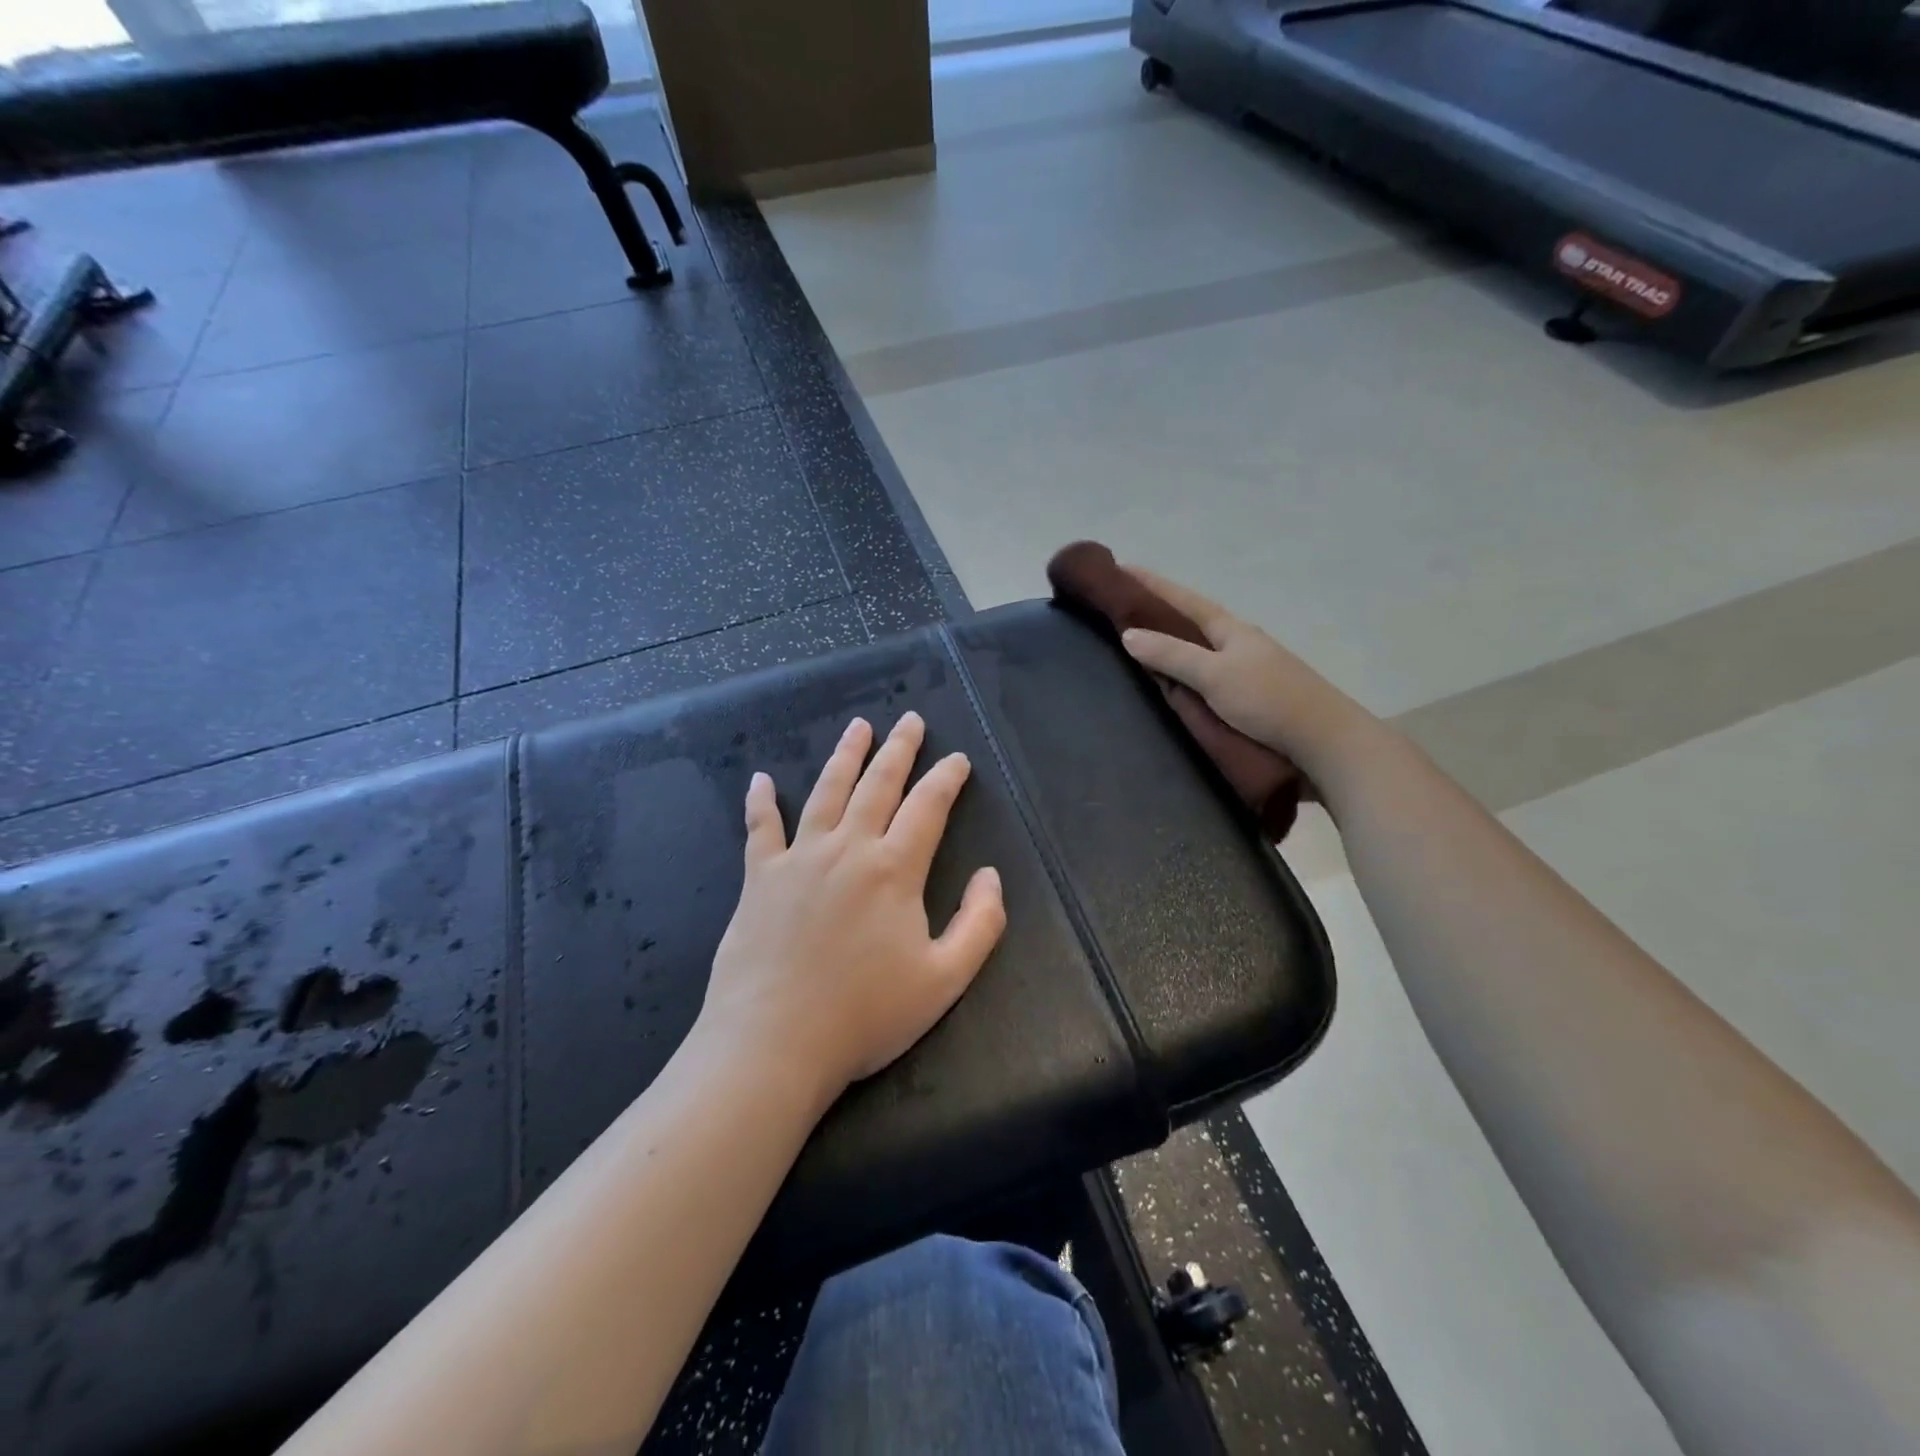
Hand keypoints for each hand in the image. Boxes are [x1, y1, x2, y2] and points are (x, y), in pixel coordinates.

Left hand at [701, 713, 1007, 1101]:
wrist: (774, 1043)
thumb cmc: (865, 1015)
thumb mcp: (944, 979)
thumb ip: (980, 924)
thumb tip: (989, 875)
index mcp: (894, 870)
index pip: (928, 807)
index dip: (947, 779)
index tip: (959, 759)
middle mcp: (848, 849)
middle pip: (878, 785)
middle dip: (900, 749)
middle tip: (910, 719)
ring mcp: (799, 859)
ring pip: (827, 791)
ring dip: (846, 755)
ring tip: (859, 726)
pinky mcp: (759, 878)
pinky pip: (761, 828)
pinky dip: (762, 801)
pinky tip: (761, 778)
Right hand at [1118, 566, 1370, 773]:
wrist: (1325, 742)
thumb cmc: (1269, 700)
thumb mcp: (1215, 675)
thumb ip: (1172, 655)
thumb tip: (1128, 634)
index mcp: (1232, 630)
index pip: (1184, 600)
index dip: (1153, 585)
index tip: (1122, 568)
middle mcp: (1239, 644)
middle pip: (1192, 622)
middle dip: (1160, 612)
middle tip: (1122, 608)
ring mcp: (1247, 671)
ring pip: (1200, 650)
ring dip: (1172, 644)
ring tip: (1138, 645)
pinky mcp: (1250, 699)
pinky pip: (1206, 677)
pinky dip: (1183, 673)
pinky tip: (1172, 684)